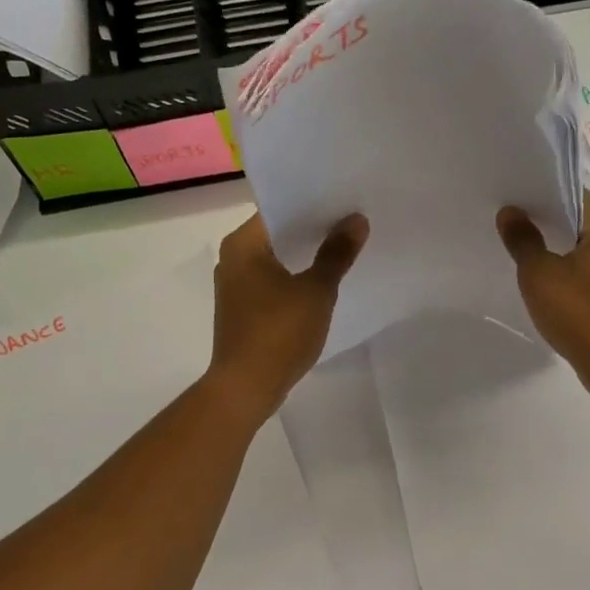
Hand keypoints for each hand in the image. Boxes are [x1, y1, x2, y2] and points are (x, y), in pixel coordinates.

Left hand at [207, 212, 367, 421]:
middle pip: (278, 233)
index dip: (313, 204)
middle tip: (351, 222)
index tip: (344, 202)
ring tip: (343, 248)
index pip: (279, 209)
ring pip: (276, 259)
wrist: (246, 387)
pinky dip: (295, 278)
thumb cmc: (279, 332)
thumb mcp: (316, 291)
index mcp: (243, 244)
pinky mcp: (243, 309)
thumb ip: (336, 253)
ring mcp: (235, 286)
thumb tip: (356, 220)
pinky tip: (322, 282)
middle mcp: (233, 259)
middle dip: (313, 230)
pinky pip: (273, 282)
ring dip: (305, 256)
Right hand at [497, 192, 589, 404]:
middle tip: (510, 221)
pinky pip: (589, 270)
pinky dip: (567, 269)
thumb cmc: (581, 316)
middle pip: (581, 220)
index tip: (514, 196)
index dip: (544, 193)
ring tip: (522, 248)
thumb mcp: (540, 276)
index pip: (576, 195)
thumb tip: (510, 212)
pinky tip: (544, 280)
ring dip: (556, 247)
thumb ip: (523, 240)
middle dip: (546, 220)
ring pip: (584, 247)